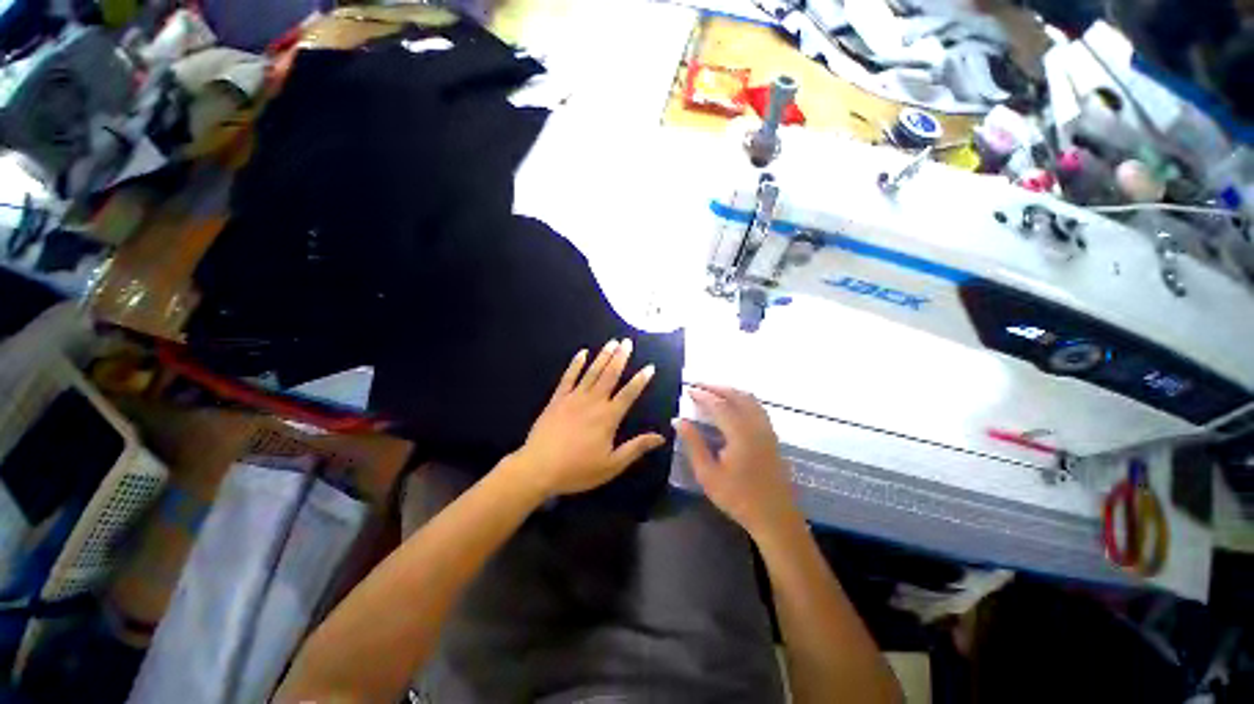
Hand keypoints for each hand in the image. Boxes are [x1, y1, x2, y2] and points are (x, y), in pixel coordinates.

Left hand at [509, 339, 665, 499]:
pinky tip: (582, 353)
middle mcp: (593, 402)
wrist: (539, 468)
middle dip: (620, 358)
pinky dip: (575, 364)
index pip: (629, 394)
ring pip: (592, 372)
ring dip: (603, 356)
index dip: (640, 380)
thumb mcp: (612, 465)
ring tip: (612, 342)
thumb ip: (636, 448)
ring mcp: (574, 398)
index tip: (649, 367)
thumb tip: (660, 437)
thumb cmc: (578, 469)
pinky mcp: (557, 399)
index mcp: (608, 417)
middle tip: (627, 342)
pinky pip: (568, 377)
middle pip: (610, 375)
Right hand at [674, 385, 802, 539]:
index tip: (688, 390)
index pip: (718, 405)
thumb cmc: (738, 498)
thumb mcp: (708, 474)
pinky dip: (742, 399)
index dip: (702, 395)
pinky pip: (757, 407)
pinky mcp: (772, 437)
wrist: (775, 518)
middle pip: (737, 396)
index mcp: (740, 433)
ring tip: (713, 391)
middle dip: (716, 387)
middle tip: (698, 385)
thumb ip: (693, 444)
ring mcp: (767, 430)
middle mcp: (756, 425)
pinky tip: (733, 406)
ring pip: (750, 399)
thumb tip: (679, 420)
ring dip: (731, 391)